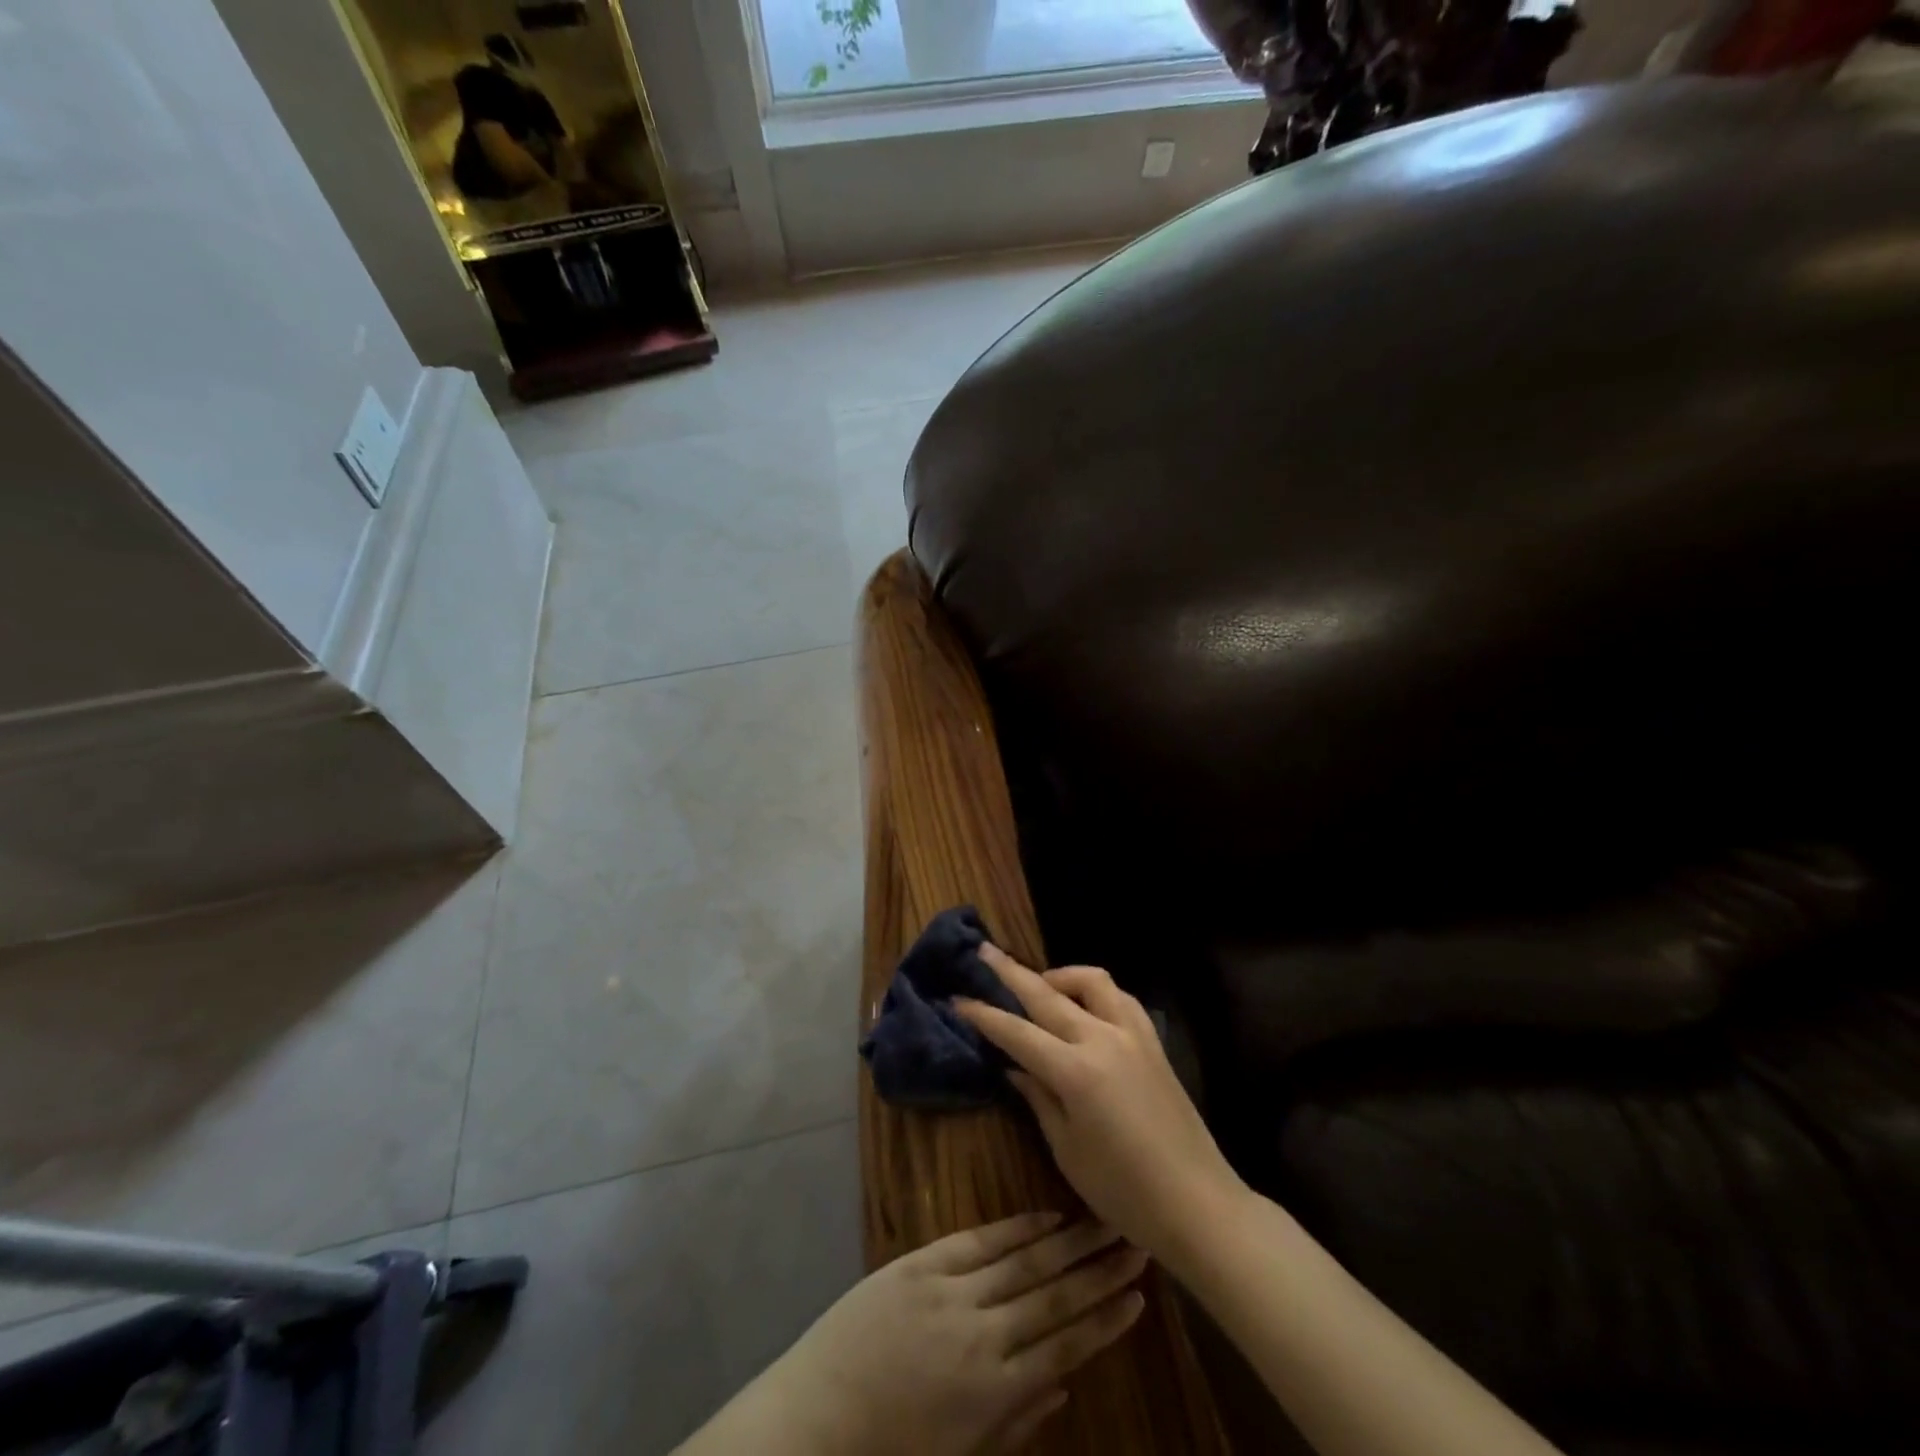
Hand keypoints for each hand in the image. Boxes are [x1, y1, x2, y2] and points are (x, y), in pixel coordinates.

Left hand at [765, 1213, 1147, 1454]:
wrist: (816, 1419)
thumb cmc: (891, 1448)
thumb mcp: (960, 1454)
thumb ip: (1016, 1421)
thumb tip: (1065, 1384)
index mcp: (994, 1392)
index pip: (1066, 1346)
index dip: (1105, 1320)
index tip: (1140, 1297)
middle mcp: (983, 1335)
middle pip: (1055, 1296)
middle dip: (1099, 1271)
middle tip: (1136, 1244)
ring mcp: (952, 1291)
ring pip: (1025, 1261)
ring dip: (1070, 1241)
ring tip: (1105, 1222)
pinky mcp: (923, 1263)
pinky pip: (981, 1240)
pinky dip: (1017, 1227)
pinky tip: (1047, 1216)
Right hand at [955, 946, 1245, 1264]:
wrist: (1198, 1203)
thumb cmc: (1124, 1191)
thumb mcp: (1067, 1150)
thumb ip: (1038, 1099)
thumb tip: (1012, 1067)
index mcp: (1075, 1072)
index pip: (1017, 1032)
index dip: (983, 1014)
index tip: (956, 998)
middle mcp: (1102, 1039)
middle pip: (1047, 993)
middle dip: (1010, 972)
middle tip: (983, 952)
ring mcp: (1132, 1035)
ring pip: (1091, 980)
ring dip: (1059, 975)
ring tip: (1039, 984)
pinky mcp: (1153, 1041)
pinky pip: (1120, 997)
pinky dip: (1096, 990)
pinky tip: (1086, 1005)